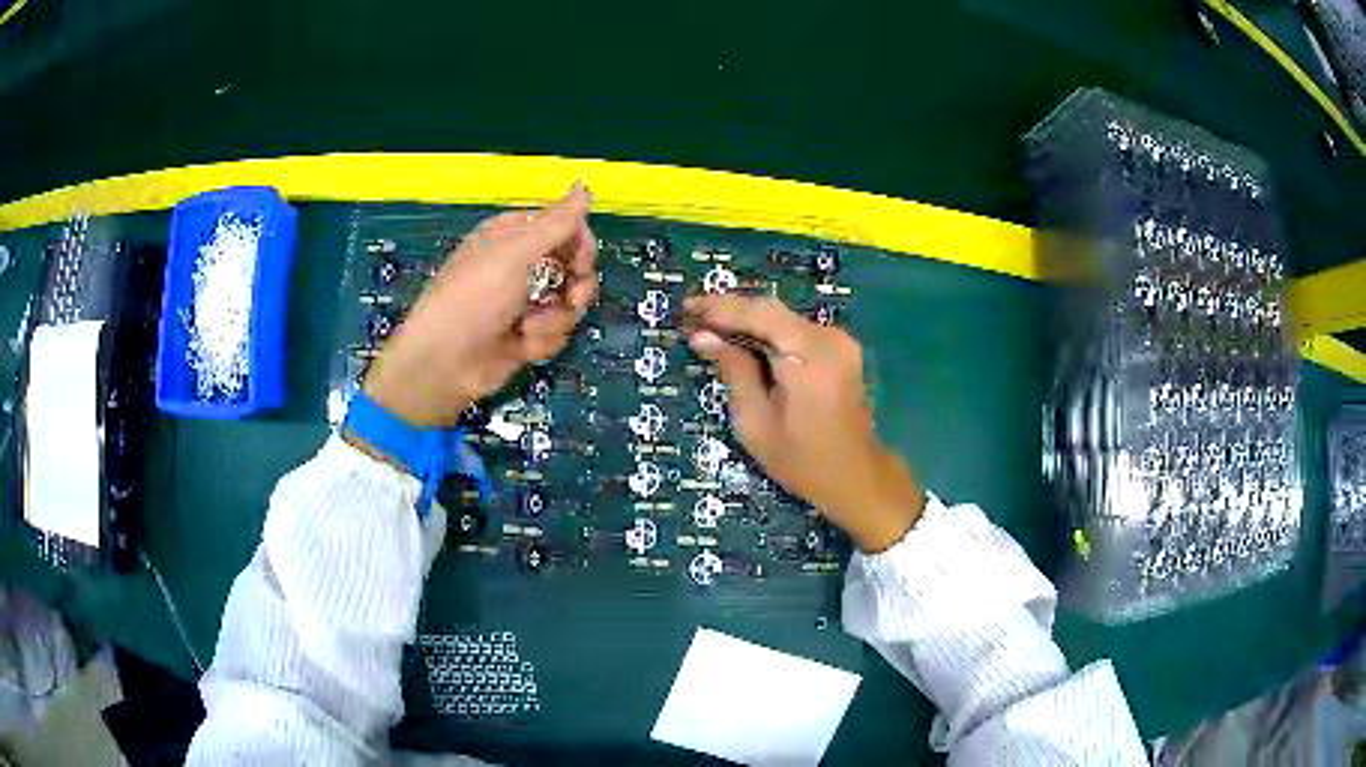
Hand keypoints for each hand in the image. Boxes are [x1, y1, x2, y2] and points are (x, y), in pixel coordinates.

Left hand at [362, 183, 597, 426]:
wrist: (446, 362)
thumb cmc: (474, 297)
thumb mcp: (515, 253)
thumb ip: (556, 222)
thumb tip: (584, 185)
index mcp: (513, 235)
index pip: (562, 227)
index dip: (578, 242)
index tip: (582, 260)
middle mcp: (521, 265)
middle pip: (573, 265)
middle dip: (575, 284)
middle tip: (570, 296)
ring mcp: (525, 301)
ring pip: (569, 302)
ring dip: (555, 317)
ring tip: (530, 327)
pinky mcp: (528, 334)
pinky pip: (557, 330)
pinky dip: (542, 339)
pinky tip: (520, 345)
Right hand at [683, 295, 924, 552]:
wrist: (855, 476)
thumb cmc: (801, 460)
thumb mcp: (755, 422)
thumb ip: (733, 372)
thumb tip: (704, 337)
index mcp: (809, 356)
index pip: (758, 315)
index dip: (719, 308)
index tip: (686, 308)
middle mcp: (828, 338)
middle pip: (771, 311)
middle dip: (729, 312)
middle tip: (691, 317)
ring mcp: (839, 340)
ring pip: (782, 318)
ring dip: (746, 321)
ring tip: (708, 328)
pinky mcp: (840, 348)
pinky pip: (795, 331)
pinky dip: (766, 333)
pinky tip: (740, 340)